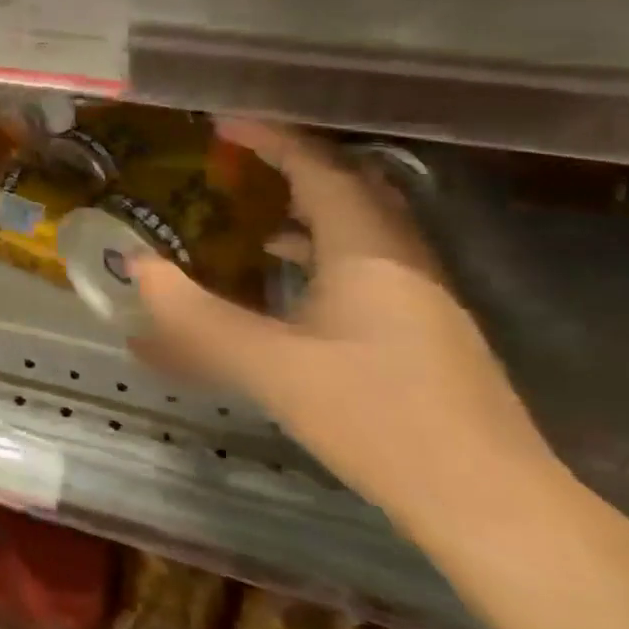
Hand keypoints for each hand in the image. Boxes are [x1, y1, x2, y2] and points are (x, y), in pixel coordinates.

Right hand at [132, 119, 563, 538]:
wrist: (492, 505)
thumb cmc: (379, 419)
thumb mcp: (271, 366)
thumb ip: (196, 317)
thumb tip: (137, 267)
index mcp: (367, 249)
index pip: (317, 167)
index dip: (269, 138)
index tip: (221, 123)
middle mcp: (399, 257)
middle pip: (345, 185)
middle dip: (288, 163)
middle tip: (234, 160)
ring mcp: (418, 293)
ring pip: (356, 225)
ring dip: (304, 206)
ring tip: (248, 211)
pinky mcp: (421, 328)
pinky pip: (361, 262)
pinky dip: (318, 250)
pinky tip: (285, 280)